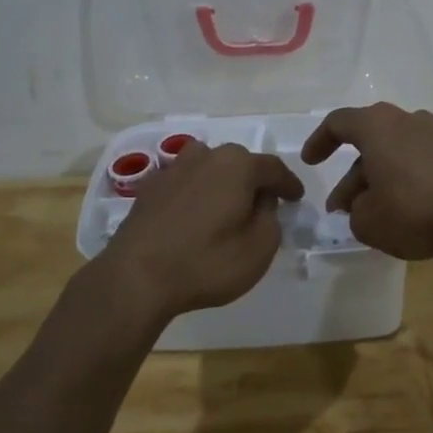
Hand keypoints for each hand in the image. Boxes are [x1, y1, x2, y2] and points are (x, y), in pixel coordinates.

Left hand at [95, 142, 304, 322]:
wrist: (136, 277)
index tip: (297, 198)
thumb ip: (271, 218)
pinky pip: (185, 184)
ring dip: (222, 183)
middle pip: (240, 163)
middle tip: (264, 205)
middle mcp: (206, 156)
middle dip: (254, 181)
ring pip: (209, 168)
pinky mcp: (149, 188)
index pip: (273, 168)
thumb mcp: (260, 248)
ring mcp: (173, 169)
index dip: (289, 184)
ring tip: (227, 207)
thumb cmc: (206, 262)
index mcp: (237, 165)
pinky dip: (196, 194)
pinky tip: (196, 216)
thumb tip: (262, 202)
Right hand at [301, 103, 432, 260]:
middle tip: (341, 207)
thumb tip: (361, 205)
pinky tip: (405, 211)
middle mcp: (405, 120)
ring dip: (377, 180)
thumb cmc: (416, 208)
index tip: (310, 161)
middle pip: (368, 142)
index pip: (338, 122)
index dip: (319, 141)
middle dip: (351, 175)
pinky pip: (418, 162)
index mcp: (376, 126)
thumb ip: (355, 212)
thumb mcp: (369, 222)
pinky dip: (404, 181)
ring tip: (371, 215)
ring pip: (394, 154)